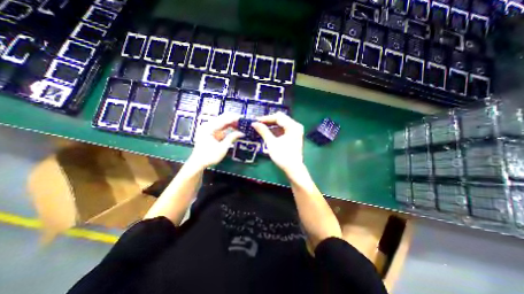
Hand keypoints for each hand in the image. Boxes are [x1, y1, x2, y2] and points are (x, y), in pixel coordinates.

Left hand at [187, 115, 243, 169]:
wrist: (198, 162)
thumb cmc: (209, 156)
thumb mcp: (222, 148)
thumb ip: (232, 138)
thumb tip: (241, 133)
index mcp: (209, 128)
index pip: (224, 119)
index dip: (234, 118)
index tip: (243, 119)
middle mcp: (208, 125)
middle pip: (222, 118)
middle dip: (233, 120)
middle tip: (243, 122)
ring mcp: (208, 128)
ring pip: (222, 122)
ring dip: (231, 123)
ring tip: (240, 126)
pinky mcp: (210, 132)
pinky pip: (220, 127)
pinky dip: (227, 128)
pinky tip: (233, 129)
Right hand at [252, 113, 305, 174]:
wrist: (293, 168)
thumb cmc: (282, 155)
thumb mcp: (271, 142)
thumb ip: (263, 131)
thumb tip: (254, 123)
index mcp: (292, 126)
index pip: (278, 117)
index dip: (266, 118)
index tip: (256, 120)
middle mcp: (296, 126)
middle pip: (280, 118)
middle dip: (269, 121)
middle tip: (258, 123)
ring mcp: (295, 130)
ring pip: (282, 123)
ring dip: (271, 125)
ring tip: (261, 127)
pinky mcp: (293, 135)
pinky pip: (283, 128)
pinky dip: (276, 130)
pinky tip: (268, 132)